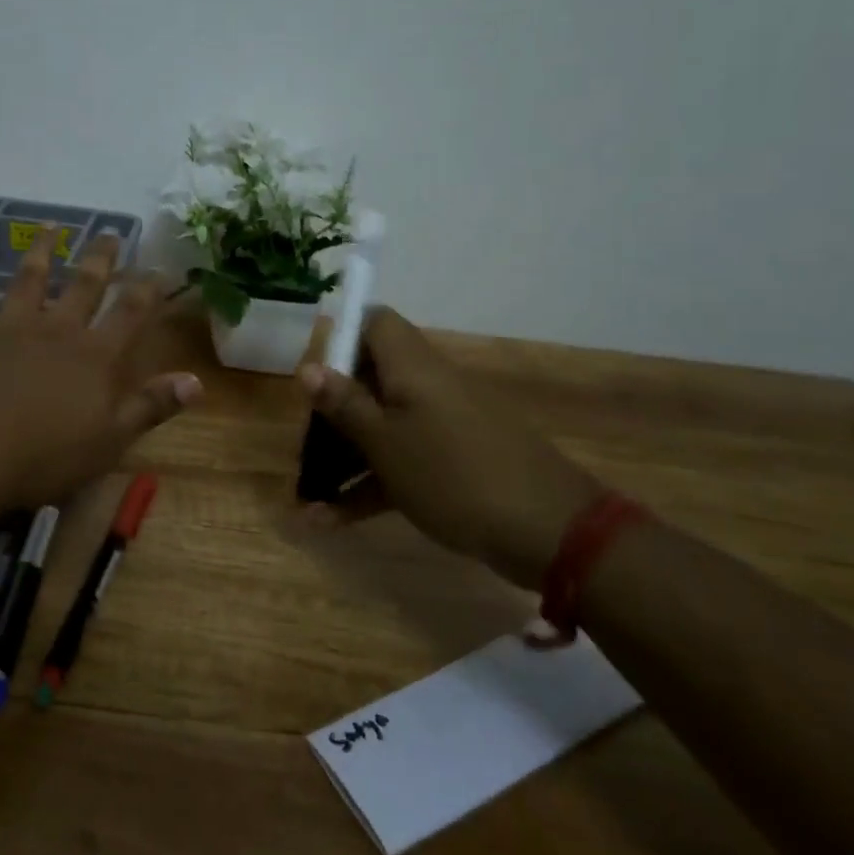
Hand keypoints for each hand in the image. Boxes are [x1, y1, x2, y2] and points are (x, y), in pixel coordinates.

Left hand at [0, 227, 202, 512]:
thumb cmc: (44, 456)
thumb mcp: (110, 440)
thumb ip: (152, 406)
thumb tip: (197, 380)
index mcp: (94, 355)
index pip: (130, 313)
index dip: (148, 289)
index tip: (159, 268)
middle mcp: (56, 328)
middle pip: (84, 284)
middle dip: (100, 257)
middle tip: (110, 232)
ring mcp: (10, 324)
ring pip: (30, 277)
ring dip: (42, 250)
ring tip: (51, 226)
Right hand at [298, 308, 601, 588]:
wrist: (548, 532)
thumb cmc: (452, 474)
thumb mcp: (385, 442)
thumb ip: (345, 404)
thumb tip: (309, 366)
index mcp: (411, 367)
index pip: (375, 322)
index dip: (342, 336)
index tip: (315, 372)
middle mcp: (427, 386)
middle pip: (371, 379)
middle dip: (333, 411)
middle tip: (304, 444)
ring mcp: (442, 426)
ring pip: (383, 427)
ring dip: (345, 459)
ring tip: (307, 499)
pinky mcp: (453, 463)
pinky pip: (402, 462)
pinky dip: (371, 485)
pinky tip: (332, 522)